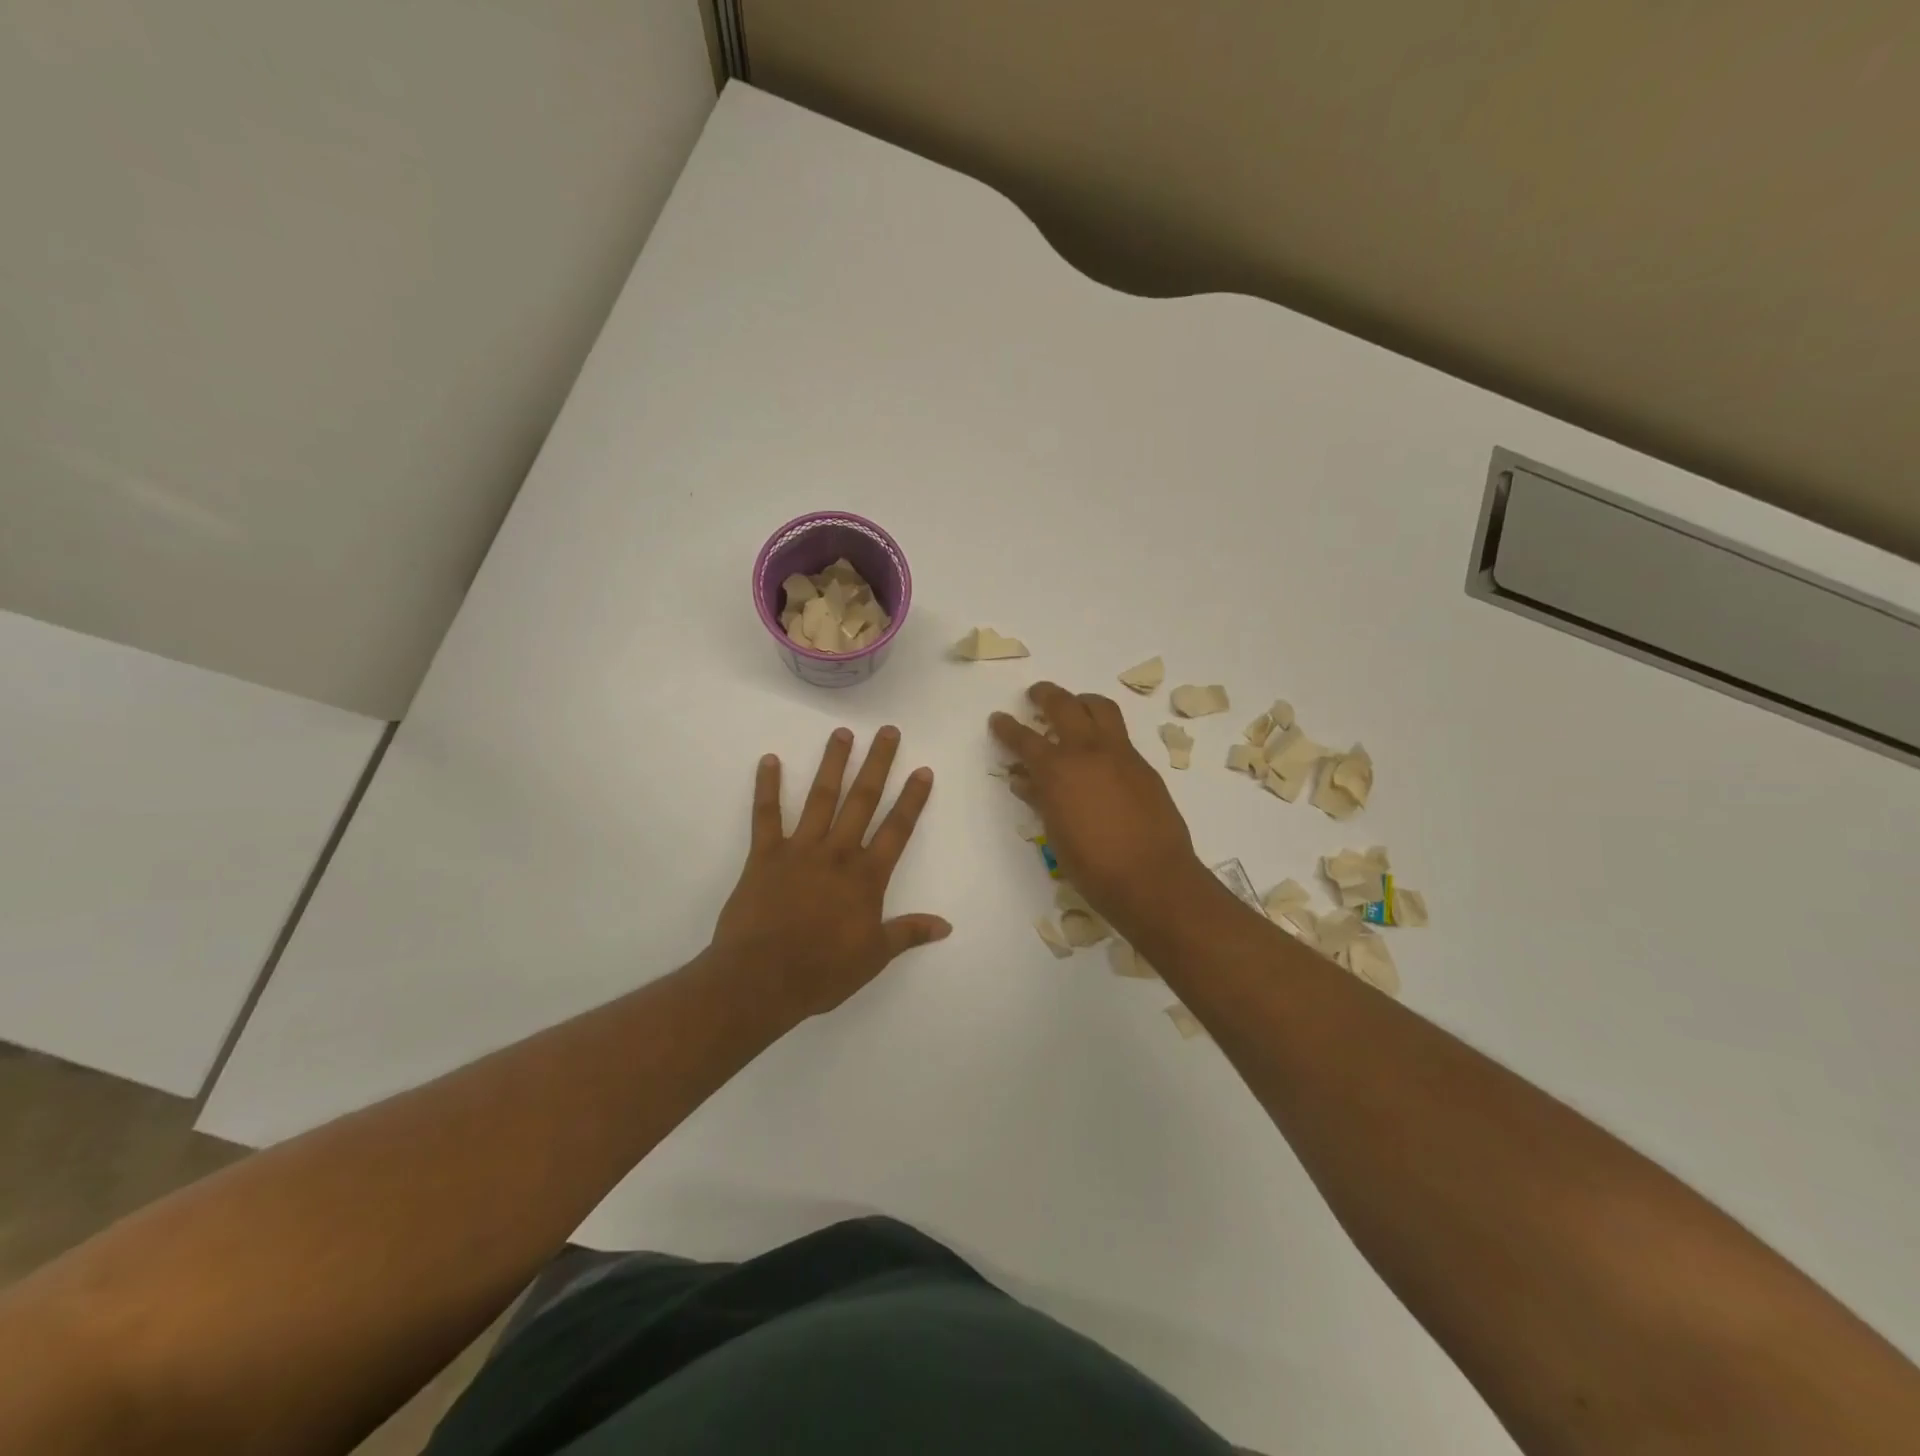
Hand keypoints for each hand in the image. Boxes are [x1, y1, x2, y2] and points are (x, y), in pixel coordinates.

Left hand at [711, 726, 948, 1021]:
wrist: (761, 979)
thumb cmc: (822, 971)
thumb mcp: (874, 957)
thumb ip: (908, 933)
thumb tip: (946, 925)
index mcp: (866, 877)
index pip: (897, 829)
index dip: (912, 799)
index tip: (922, 769)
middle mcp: (837, 853)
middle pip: (863, 800)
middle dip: (878, 764)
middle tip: (888, 731)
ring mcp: (800, 850)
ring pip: (820, 798)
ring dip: (832, 764)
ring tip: (842, 733)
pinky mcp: (764, 855)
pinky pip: (766, 815)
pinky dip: (766, 787)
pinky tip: (768, 760)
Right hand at [989, 682, 1206, 920]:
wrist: (1152, 877)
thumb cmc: (1093, 866)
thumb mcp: (1055, 833)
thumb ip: (1040, 799)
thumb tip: (1025, 780)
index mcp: (1057, 770)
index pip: (1024, 739)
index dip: (1006, 727)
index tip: (998, 718)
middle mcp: (1087, 750)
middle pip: (1063, 705)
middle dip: (1045, 695)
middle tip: (1036, 694)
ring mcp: (1120, 753)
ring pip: (1100, 708)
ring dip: (1081, 701)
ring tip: (1074, 706)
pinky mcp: (1143, 765)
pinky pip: (1120, 734)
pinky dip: (1104, 730)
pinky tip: (1100, 750)